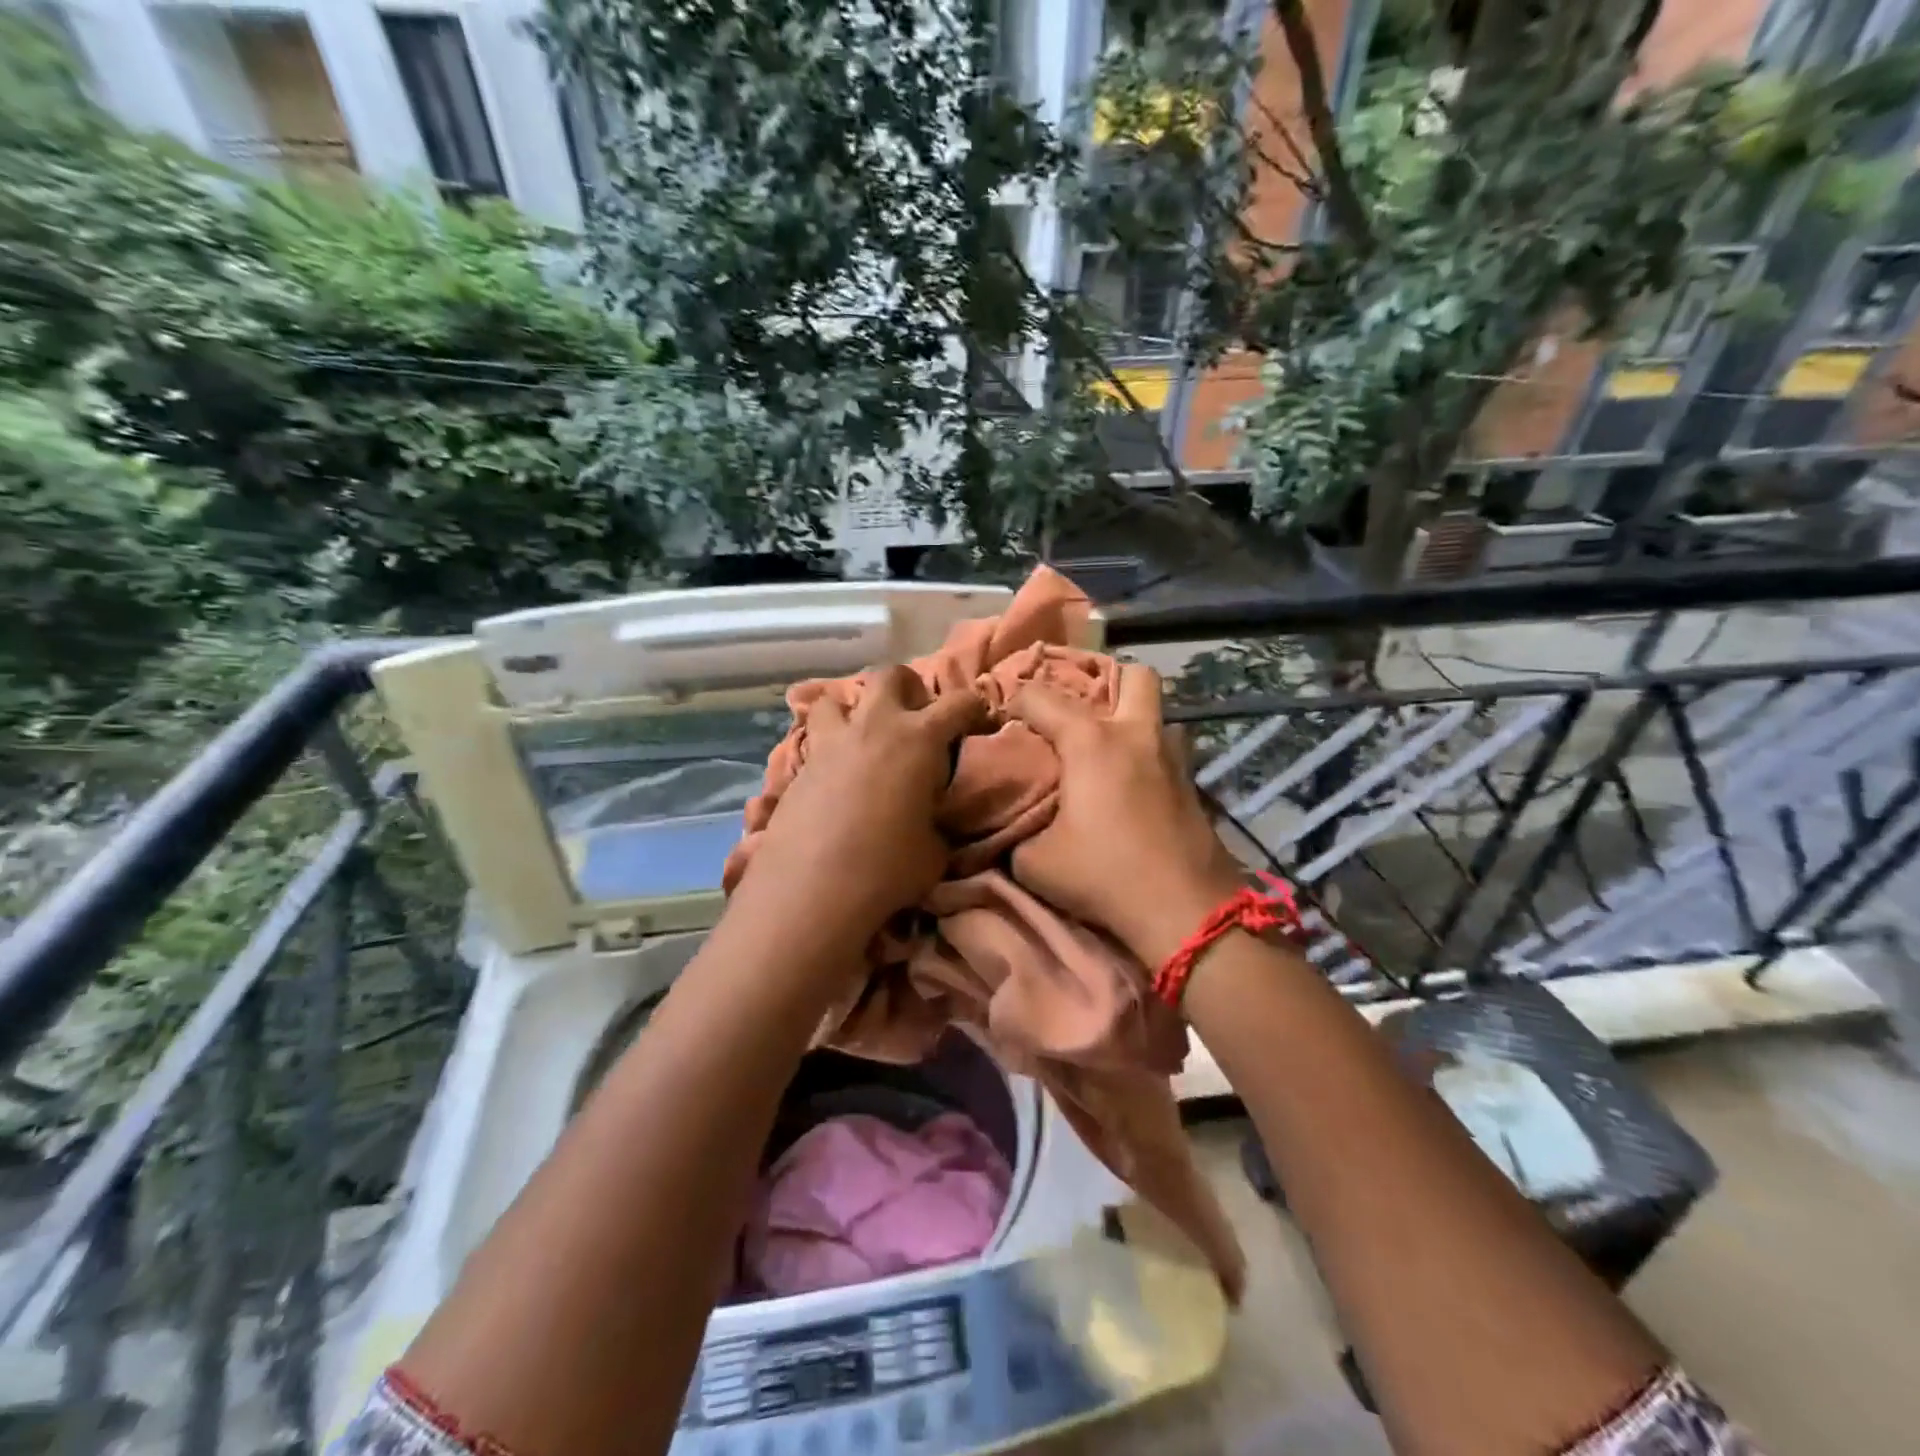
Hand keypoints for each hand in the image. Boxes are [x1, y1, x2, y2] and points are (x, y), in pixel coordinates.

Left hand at [742, 664, 984, 936]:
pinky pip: (813, 740)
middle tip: (914, 715)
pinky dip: (827, 748)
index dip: (974, 706)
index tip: (978, 716)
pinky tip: (832, 776)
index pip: (958, 703)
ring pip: (834, 698)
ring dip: (852, 710)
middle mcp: (874, 727)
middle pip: (890, 675)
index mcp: (919, 739)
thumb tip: (930, 821)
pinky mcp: (799, 768)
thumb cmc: (888, 867)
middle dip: (907, 687)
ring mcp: (831, 743)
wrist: (813, 888)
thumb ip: (936, 822)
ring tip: (860, 736)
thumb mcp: (934, 850)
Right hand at [1008, 663, 1244, 967]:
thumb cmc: (1103, 875)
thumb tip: (1012, 825)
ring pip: (1158, 712)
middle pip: (1132, 674)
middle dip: (1103, 679)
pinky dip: (1146, 754)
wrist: (1184, 911)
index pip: (1040, 696)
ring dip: (1132, 719)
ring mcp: (1172, 758)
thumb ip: (1016, 833)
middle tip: (1077, 708)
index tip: (1000, 715)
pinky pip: (1167, 750)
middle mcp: (1135, 735)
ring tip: (1107, 747)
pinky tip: (1131, 784)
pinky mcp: (1193, 785)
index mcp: (1091, 741)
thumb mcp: (1034, 862)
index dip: (1014, 699)